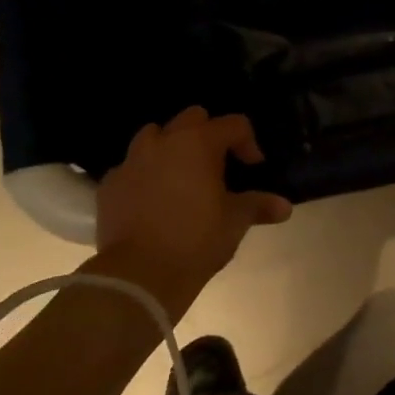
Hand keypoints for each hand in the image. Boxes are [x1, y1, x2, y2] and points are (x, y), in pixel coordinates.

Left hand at [91, 108, 292, 312]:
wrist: (139, 276)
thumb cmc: (196, 240)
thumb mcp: (236, 221)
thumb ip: (259, 206)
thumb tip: (285, 207)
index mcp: (199, 143)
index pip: (234, 124)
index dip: (248, 143)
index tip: (253, 168)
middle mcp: (164, 142)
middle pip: (192, 118)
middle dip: (208, 134)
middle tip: (217, 164)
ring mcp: (132, 161)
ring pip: (154, 136)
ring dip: (171, 147)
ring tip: (181, 175)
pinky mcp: (109, 185)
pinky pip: (130, 167)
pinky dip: (144, 174)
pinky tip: (152, 198)